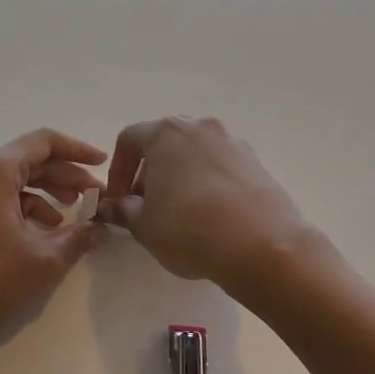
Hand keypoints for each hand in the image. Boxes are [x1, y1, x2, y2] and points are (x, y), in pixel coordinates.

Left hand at [0, 129, 106, 347]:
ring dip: (46, 194)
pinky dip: (23, 209)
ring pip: (13, 182)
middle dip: (66, 177)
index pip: (44, 142)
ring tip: (72, 217)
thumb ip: (77, 239)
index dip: (78, 150)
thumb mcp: (42, 261)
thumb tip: (100, 228)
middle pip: (29, 161)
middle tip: (96, 197)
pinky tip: (40, 234)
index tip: (104, 164)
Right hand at [99, 117, 313, 297]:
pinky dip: (208, 184)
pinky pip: (221, 167)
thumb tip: (112, 207)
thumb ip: (122, 210)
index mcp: (166, 133)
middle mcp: (200, 128)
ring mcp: (233, 142)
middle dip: (150, 173)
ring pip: (194, 154)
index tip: (119, 201)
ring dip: (180, 177)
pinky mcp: (257, 163)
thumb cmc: (189, 229)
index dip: (117, 171)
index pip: (129, 140)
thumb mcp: (144, 225)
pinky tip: (211, 216)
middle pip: (164, 143)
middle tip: (147, 207)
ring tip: (180, 213)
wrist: (262, 246)